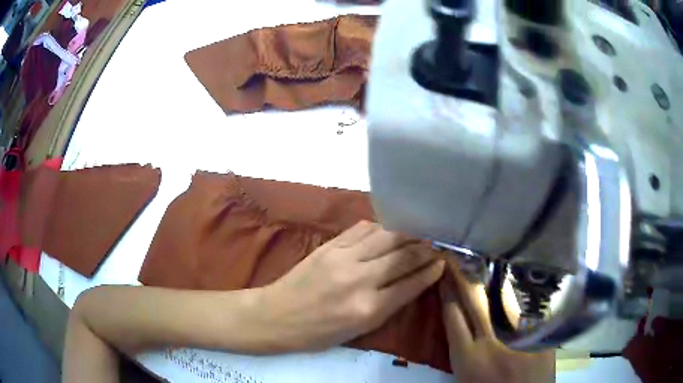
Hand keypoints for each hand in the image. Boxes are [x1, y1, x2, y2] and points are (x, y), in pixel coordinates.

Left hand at [255, 221, 444, 351]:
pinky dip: (381, 228)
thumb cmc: (319, 332)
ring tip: (418, 233)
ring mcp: (343, 258)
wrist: (277, 315)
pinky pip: (363, 229)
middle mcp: (360, 280)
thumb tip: (414, 281)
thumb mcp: (359, 330)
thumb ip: (389, 305)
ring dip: (407, 233)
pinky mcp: (329, 245)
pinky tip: (388, 230)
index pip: (411, 283)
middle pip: (404, 255)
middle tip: (437, 243)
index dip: (431, 271)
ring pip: (387, 236)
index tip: (443, 262)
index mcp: (369, 309)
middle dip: (426, 248)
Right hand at [441, 260, 554, 382]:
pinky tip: (513, 270)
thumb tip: (457, 312)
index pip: (452, 313)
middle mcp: (492, 340)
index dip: (445, 289)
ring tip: (482, 254)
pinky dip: (518, 283)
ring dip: (489, 272)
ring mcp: (520, 331)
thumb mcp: (465, 374)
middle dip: (462, 273)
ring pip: (501, 292)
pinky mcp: (541, 328)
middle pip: (473, 297)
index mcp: (468, 357)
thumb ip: (461, 346)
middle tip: (457, 253)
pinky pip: (528, 299)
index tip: (442, 270)